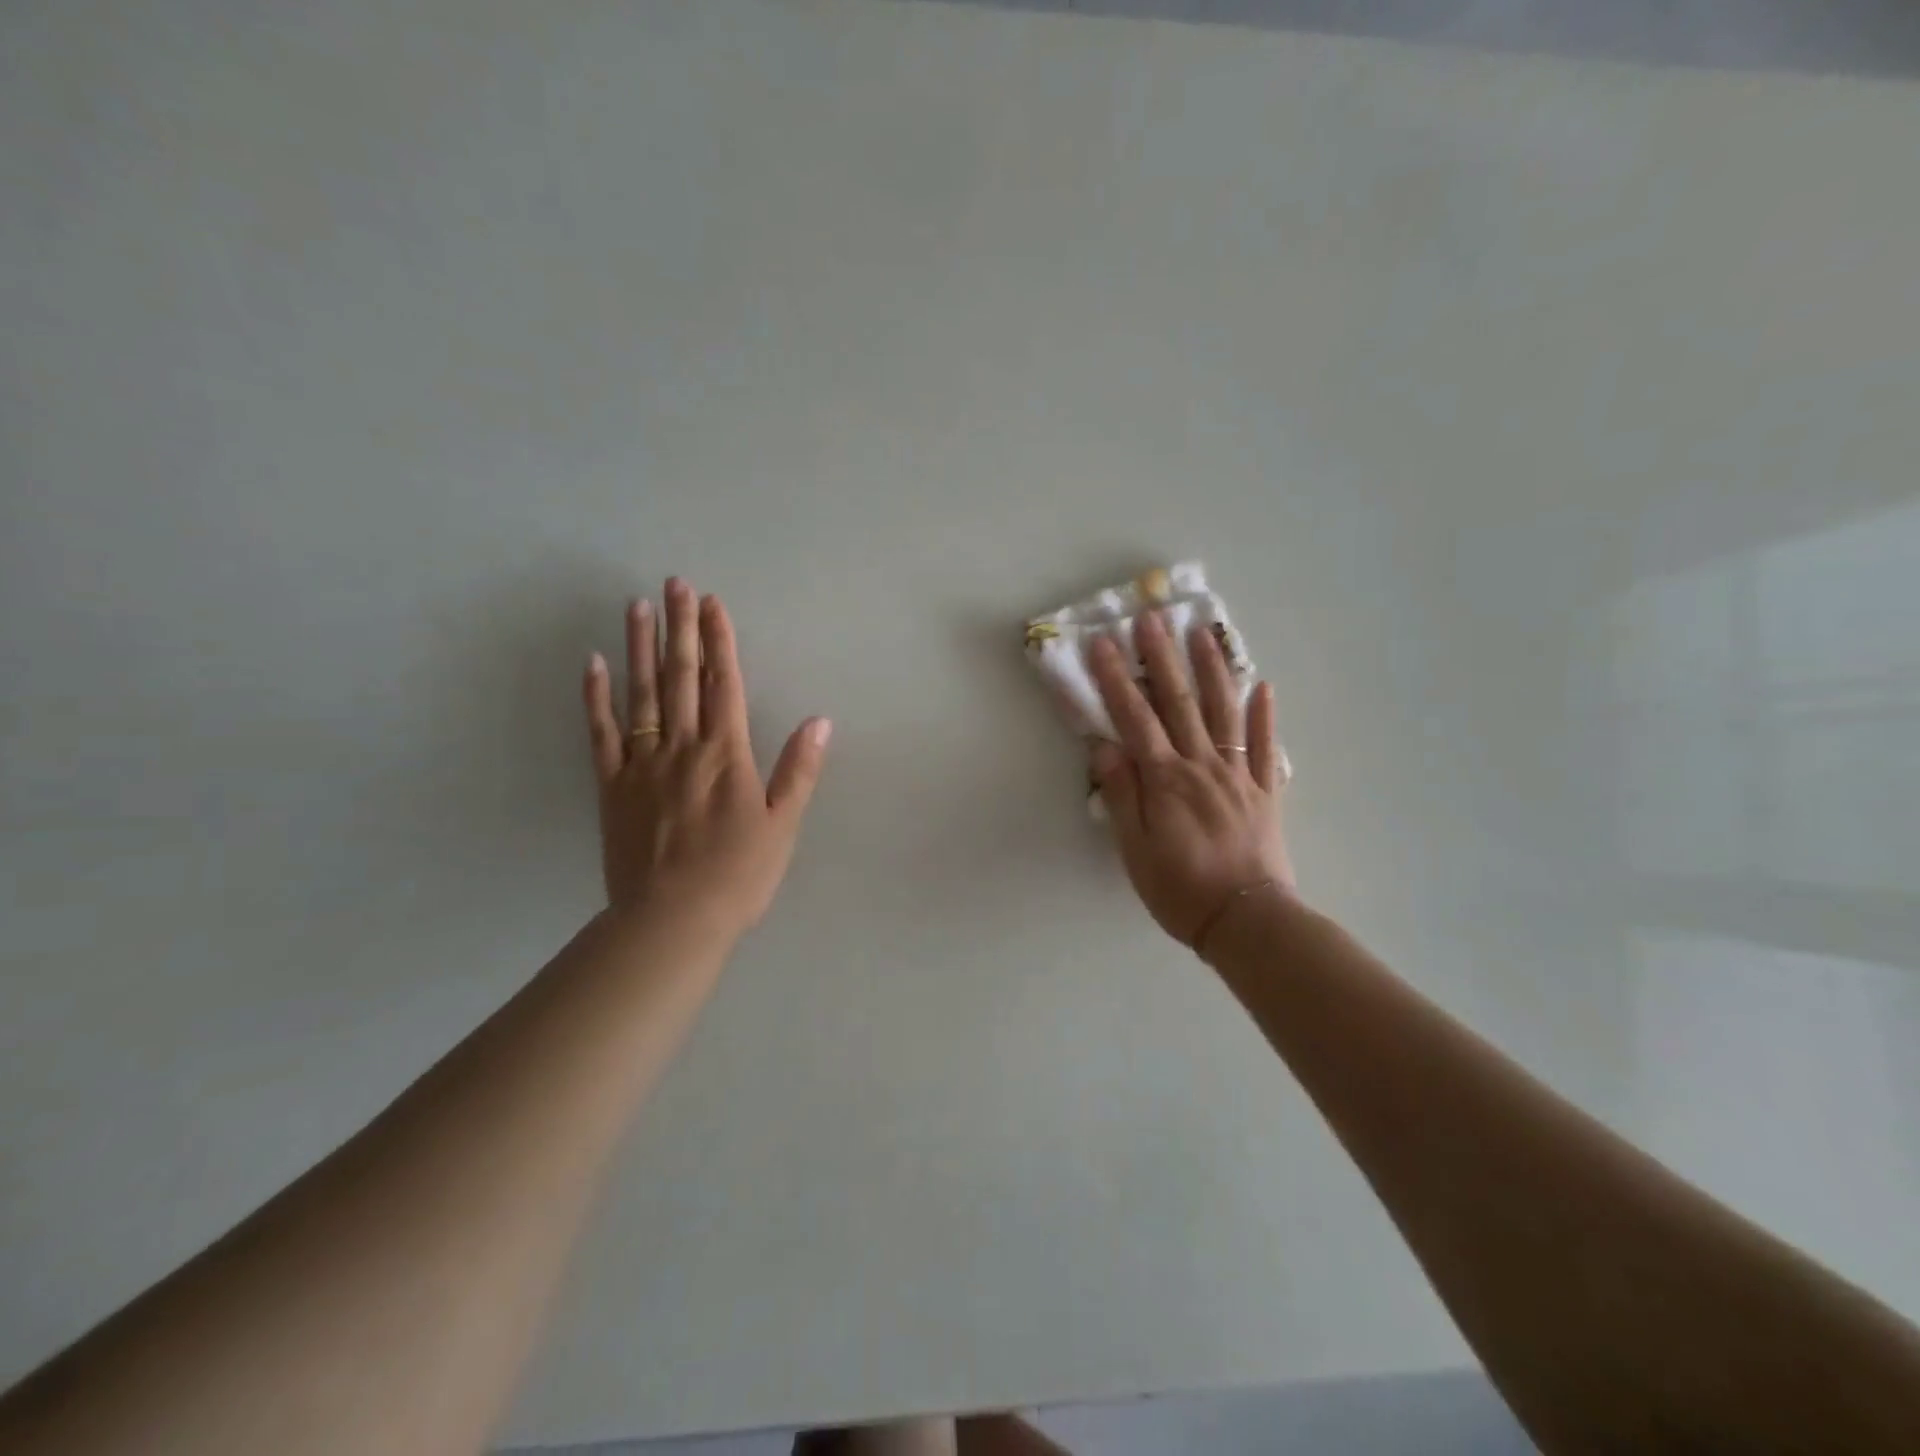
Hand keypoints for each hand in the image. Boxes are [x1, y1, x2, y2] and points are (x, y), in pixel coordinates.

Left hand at [582, 578, 830, 937]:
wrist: (672, 920)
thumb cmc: (738, 875)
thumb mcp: (783, 825)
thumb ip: (799, 770)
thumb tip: (819, 720)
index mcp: (726, 754)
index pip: (724, 683)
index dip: (720, 640)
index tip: (712, 603)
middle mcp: (683, 747)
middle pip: (682, 677)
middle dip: (680, 628)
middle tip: (674, 584)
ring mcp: (642, 765)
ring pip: (641, 694)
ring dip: (640, 648)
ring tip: (638, 606)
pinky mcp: (611, 787)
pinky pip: (601, 734)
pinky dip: (596, 698)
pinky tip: (593, 665)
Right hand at [1087, 611, 1294, 949]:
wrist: (1246, 920)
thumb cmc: (1179, 889)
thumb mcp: (1133, 848)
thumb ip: (1120, 794)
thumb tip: (1103, 745)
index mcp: (1166, 779)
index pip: (1135, 718)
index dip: (1117, 679)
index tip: (1103, 643)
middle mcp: (1202, 765)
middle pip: (1179, 703)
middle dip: (1162, 658)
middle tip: (1151, 618)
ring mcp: (1239, 775)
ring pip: (1225, 712)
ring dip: (1213, 670)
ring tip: (1203, 633)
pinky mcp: (1266, 791)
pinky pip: (1266, 747)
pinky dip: (1265, 715)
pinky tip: (1264, 685)